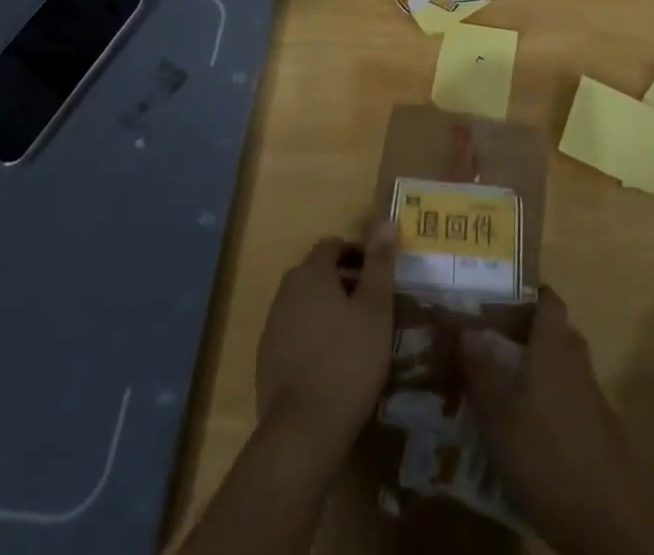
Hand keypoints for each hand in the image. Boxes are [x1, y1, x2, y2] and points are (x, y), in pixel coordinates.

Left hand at [254, 226, 395, 462]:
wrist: (302, 431)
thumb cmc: (347, 361)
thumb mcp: (375, 309)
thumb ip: (380, 263)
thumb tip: (386, 221)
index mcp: (310, 273)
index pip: (332, 245)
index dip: (357, 254)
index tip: (379, 275)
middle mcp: (286, 291)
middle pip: (317, 273)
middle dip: (344, 281)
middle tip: (372, 306)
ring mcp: (272, 326)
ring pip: (306, 303)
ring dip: (328, 309)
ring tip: (356, 335)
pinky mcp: (267, 359)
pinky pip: (295, 332)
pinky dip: (314, 335)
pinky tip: (332, 363)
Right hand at [459, 289, 653, 554]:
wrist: (610, 521)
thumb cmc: (545, 453)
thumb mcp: (498, 413)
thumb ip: (481, 368)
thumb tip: (466, 328)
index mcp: (553, 344)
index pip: (547, 300)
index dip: (524, 297)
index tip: (496, 306)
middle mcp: (576, 359)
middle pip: (552, 331)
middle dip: (522, 335)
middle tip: (489, 349)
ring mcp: (592, 395)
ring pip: (559, 365)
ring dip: (533, 370)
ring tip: (500, 390)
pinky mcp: (599, 429)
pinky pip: (567, 396)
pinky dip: (546, 400)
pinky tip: (525, 429)